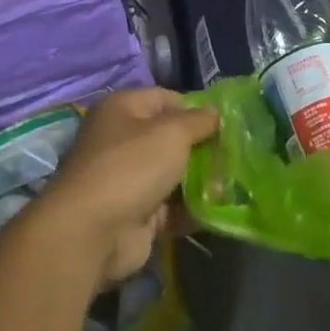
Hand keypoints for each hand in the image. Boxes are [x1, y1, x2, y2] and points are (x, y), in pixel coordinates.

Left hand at [29, 89, 218, 287]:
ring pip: (176, 174)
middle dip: (204, 147)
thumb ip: (200, 120)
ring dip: (203, 180)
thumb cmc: (133, 167)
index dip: (197, 109)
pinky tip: (221, 209)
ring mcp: (129, 179)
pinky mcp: (138, 213)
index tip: (227, 124)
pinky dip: (194, 209)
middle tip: (235, 155)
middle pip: (173, 139)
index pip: (167, 99)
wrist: (94, 231)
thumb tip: (216, 113)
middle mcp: (122, 141)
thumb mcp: (173, 132)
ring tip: (234, 183)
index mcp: (122, 110)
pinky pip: (174, 206)